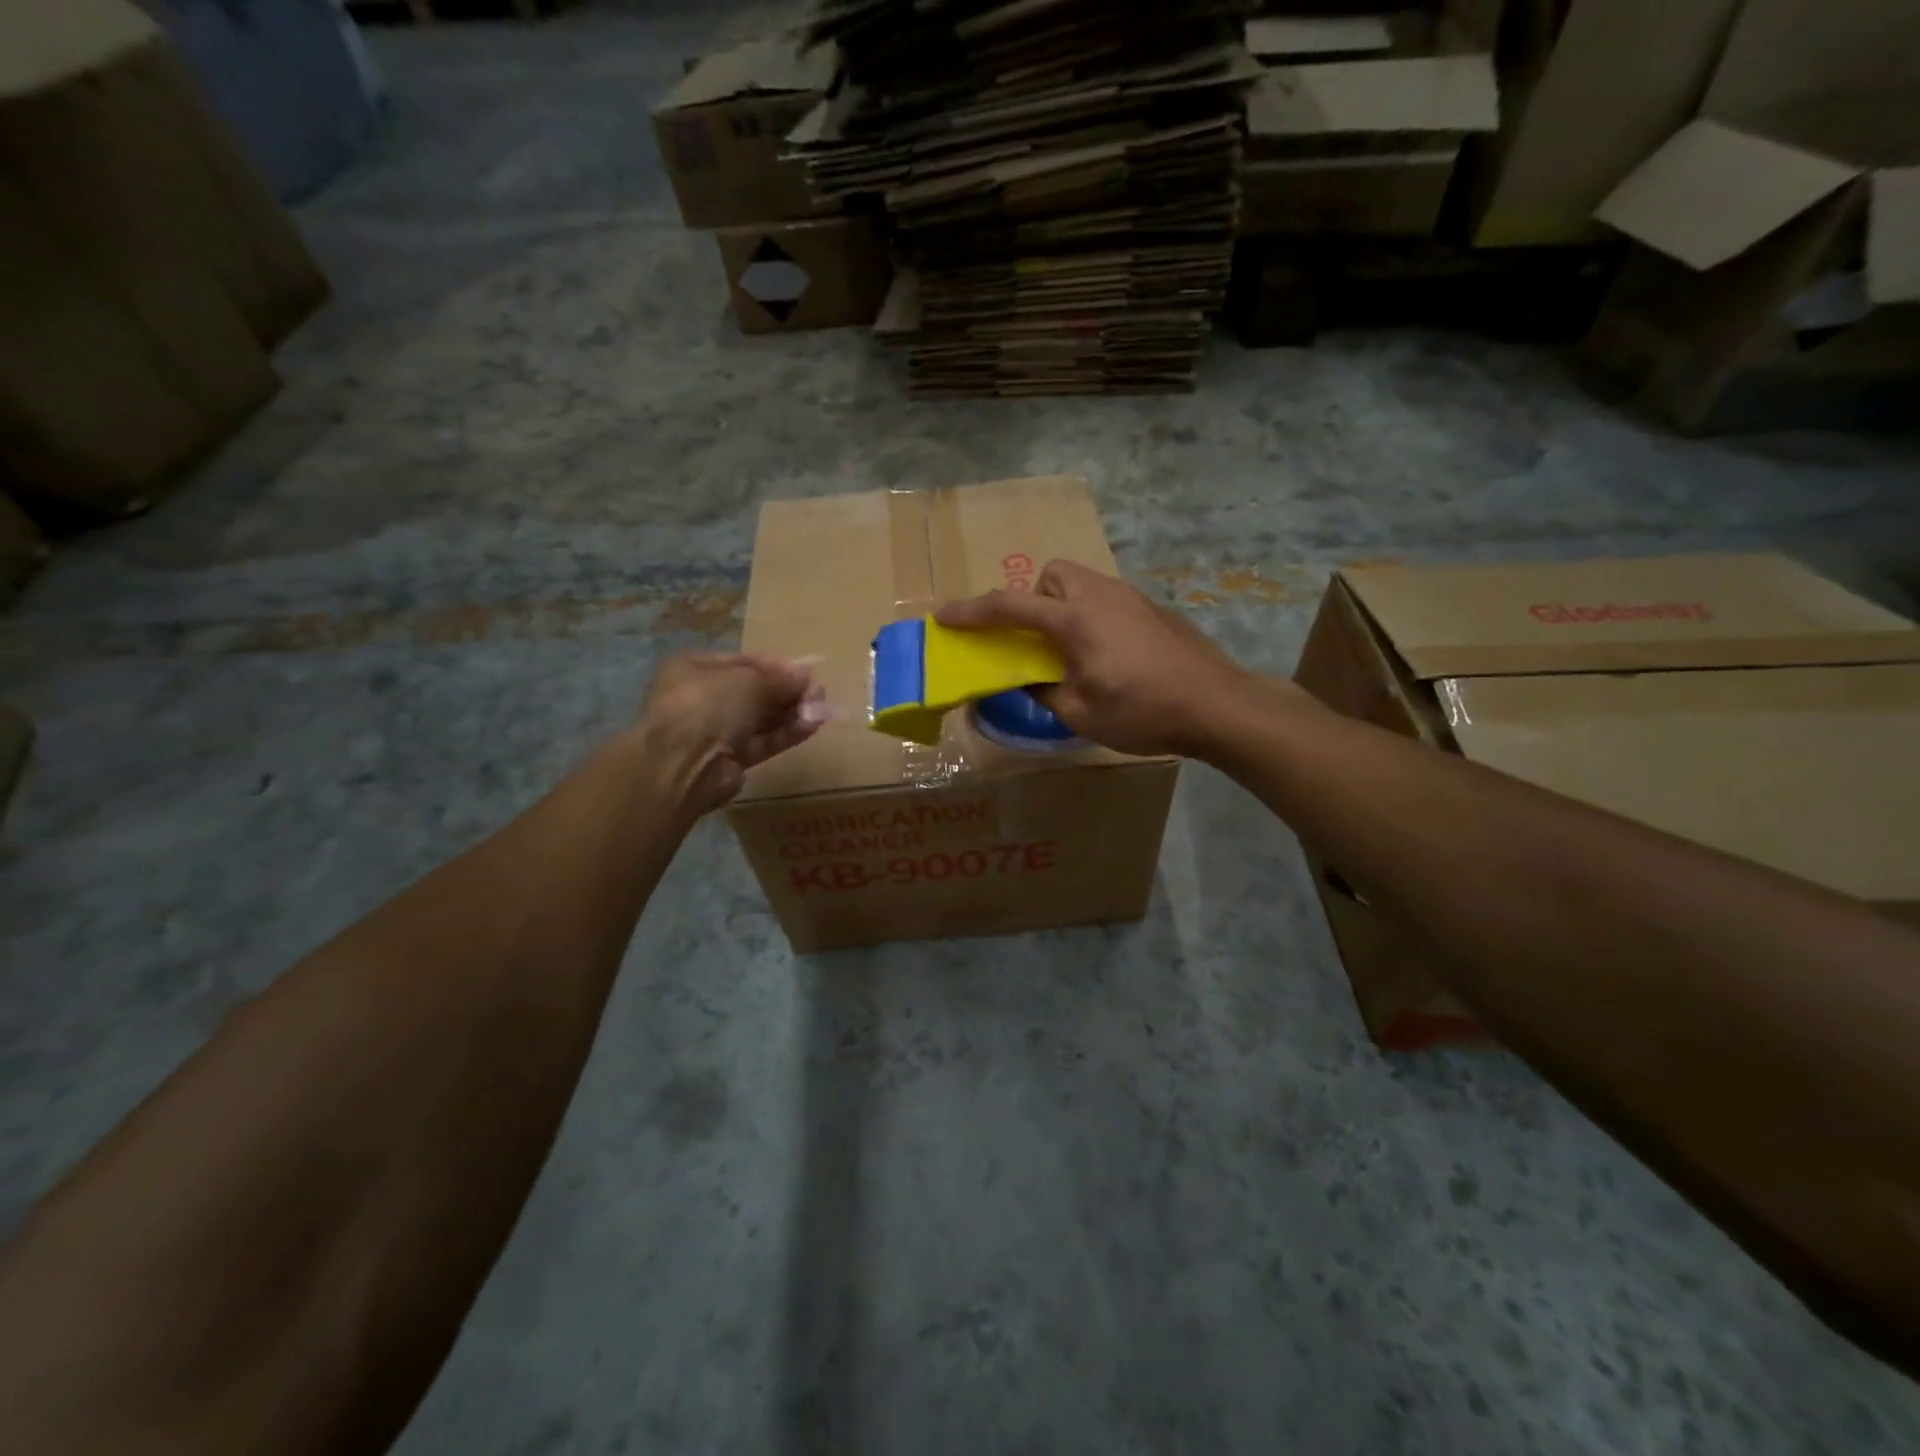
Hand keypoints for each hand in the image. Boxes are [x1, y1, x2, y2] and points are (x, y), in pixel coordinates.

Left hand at [637, 653, 825, 811]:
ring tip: (823, 710)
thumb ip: (780, 678)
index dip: (778, 666)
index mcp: (695, 668)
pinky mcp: (729, 760)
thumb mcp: (749, 680)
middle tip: (820, 693)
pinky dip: (786, 734)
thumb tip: (805, 676)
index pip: (744, 662)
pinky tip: (813, 725)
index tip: (808, 672)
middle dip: (789, 692)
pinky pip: (762, 742)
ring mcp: (714, 731)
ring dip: (792, 713)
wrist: (682, 764)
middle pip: (755, 691)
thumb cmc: (709, 704)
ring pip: (761, 719)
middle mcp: (702, 697)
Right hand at [935, 560, 1263, 756]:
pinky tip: (1108, 656)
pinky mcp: (1152, 610)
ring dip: (1063, 606)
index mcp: (1074, 619)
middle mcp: (1100, 595)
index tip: (945, 615)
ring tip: (1070, 651)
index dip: (972, 612)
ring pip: (1082, 583)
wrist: (1216, 703)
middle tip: (1035, 638)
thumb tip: (1024, 680)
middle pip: (1052, 574)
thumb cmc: (1143, 711)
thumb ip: (1041, 691)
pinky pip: (1106, 599)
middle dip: (1033, 598)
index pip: (1010, 607)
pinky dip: (1091, 616)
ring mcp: (1131, 598)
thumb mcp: (1079, 714)